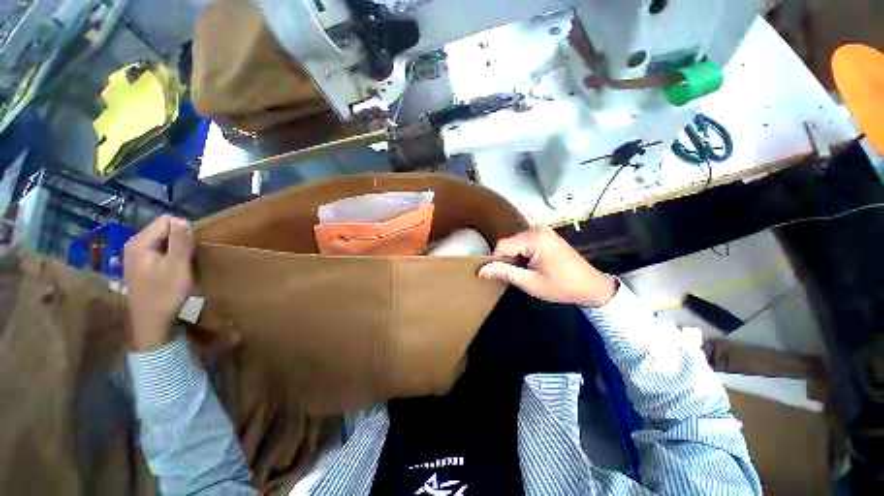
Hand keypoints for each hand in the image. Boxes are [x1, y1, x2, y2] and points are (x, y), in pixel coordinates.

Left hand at [124, 215, 194, 350]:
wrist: (151, 323)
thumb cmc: (164, 294)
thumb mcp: (177, 266)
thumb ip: (180, 241)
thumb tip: (183, 219)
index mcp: (139, 243)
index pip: (166, 221)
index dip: (184, 230)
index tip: (193, 247)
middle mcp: (135, 245)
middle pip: (165, 230)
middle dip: (181, 240)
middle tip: (191, 257)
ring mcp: (137, 257)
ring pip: (164, 242)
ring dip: (178, 250)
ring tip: (186, 264)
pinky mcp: (142, 267)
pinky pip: (161, 252)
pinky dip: (173, 257)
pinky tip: (178, 270)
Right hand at [479, 226, 616, 306]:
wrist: (591, 286)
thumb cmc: (561, 286)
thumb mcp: (531, 283)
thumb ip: (505, 273)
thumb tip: (481, 270)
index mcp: (534, 238)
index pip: (502, 246)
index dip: (497, 261)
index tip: (502, 276)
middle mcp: (537, 229)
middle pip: (508, 243)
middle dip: (508, 260)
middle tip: (518, 276)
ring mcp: (543, 231)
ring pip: (515, 243)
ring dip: (515, 258)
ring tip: (526, 272)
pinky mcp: (546, 235)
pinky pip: (524, 243)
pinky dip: (522, 254)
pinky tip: (532, 266)